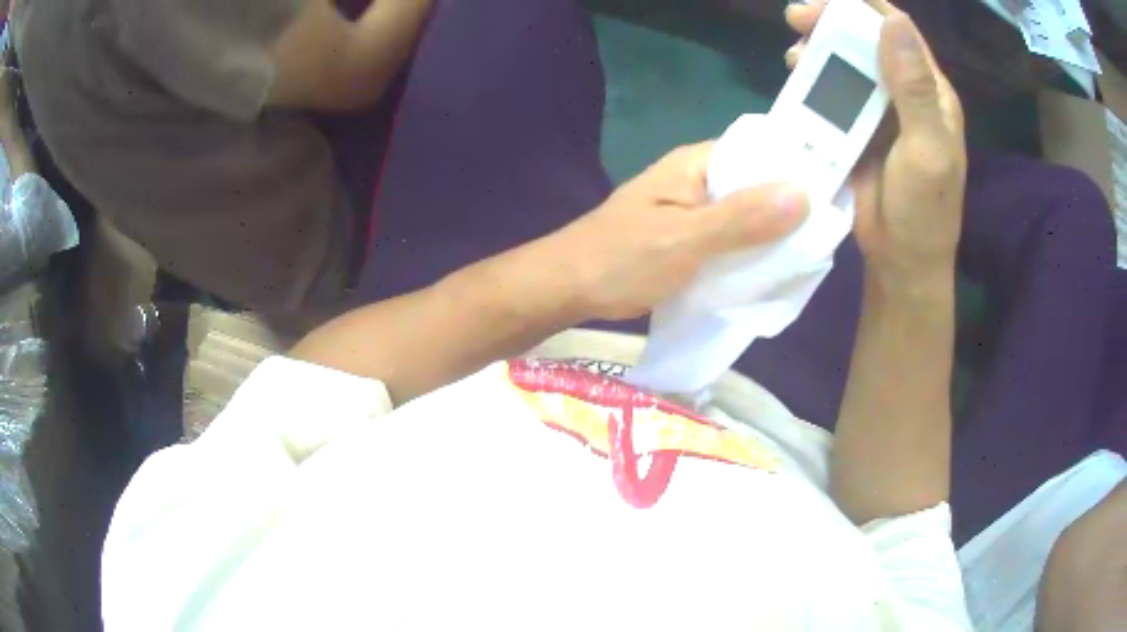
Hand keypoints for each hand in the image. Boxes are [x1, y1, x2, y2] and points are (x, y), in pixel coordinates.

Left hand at [550, 142, 808, 320]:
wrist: (568, 289)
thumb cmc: (620, 260)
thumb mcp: (684, 240)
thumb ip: (741, 219)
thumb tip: (804, 194)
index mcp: (696, 164)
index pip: (759, 149)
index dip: (795, 163)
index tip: (834, 185)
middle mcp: (699, 179)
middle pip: (756, 182)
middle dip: (790, 204)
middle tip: (828, 228)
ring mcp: (694, 209)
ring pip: (747, 212)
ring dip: (772, 230)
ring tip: (811, 248)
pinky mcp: (690, 236)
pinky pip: (732, 236)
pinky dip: (752, 249)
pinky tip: (774, 266)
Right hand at [786, 2, 966, 292]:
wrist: (901, 261)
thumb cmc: (924, 211)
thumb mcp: (927, 150)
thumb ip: (915, 89)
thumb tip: (895, 22)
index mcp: (930, 91)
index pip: (898, 30)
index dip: (862, 6)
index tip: (824, 2)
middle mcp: (904, 92)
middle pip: (866, 38)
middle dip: (831, 22)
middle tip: (796, 19)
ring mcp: (879, 110)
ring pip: (846, 62)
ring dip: (818, 50)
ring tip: (795, 55)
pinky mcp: (856, 128)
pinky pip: (833, 92)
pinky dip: (813, 80)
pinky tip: (796, 79)